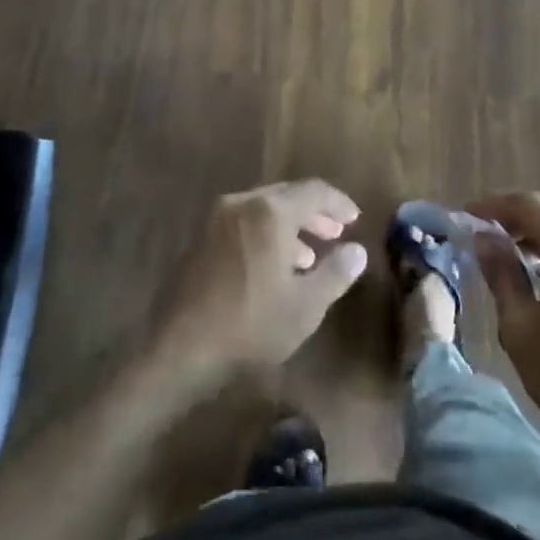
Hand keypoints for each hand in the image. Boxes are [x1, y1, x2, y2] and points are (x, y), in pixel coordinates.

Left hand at [149, 180, 368, 392]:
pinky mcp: (201, 238)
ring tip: (309, 257)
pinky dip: (265, 234)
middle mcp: (242, 203)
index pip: (314, 191)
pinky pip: (243, 223)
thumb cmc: (251, 324)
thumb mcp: (306, 305)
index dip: (339, 203)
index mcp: (270, 211)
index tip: (355, 220)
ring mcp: (216, 219)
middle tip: (335, 233)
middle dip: (314, 214)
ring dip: (290, 226)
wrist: (181, 348)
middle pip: (287, 196)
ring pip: (263, 209)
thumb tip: (357, 250)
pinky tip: (274, 266)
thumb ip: (336, 273)